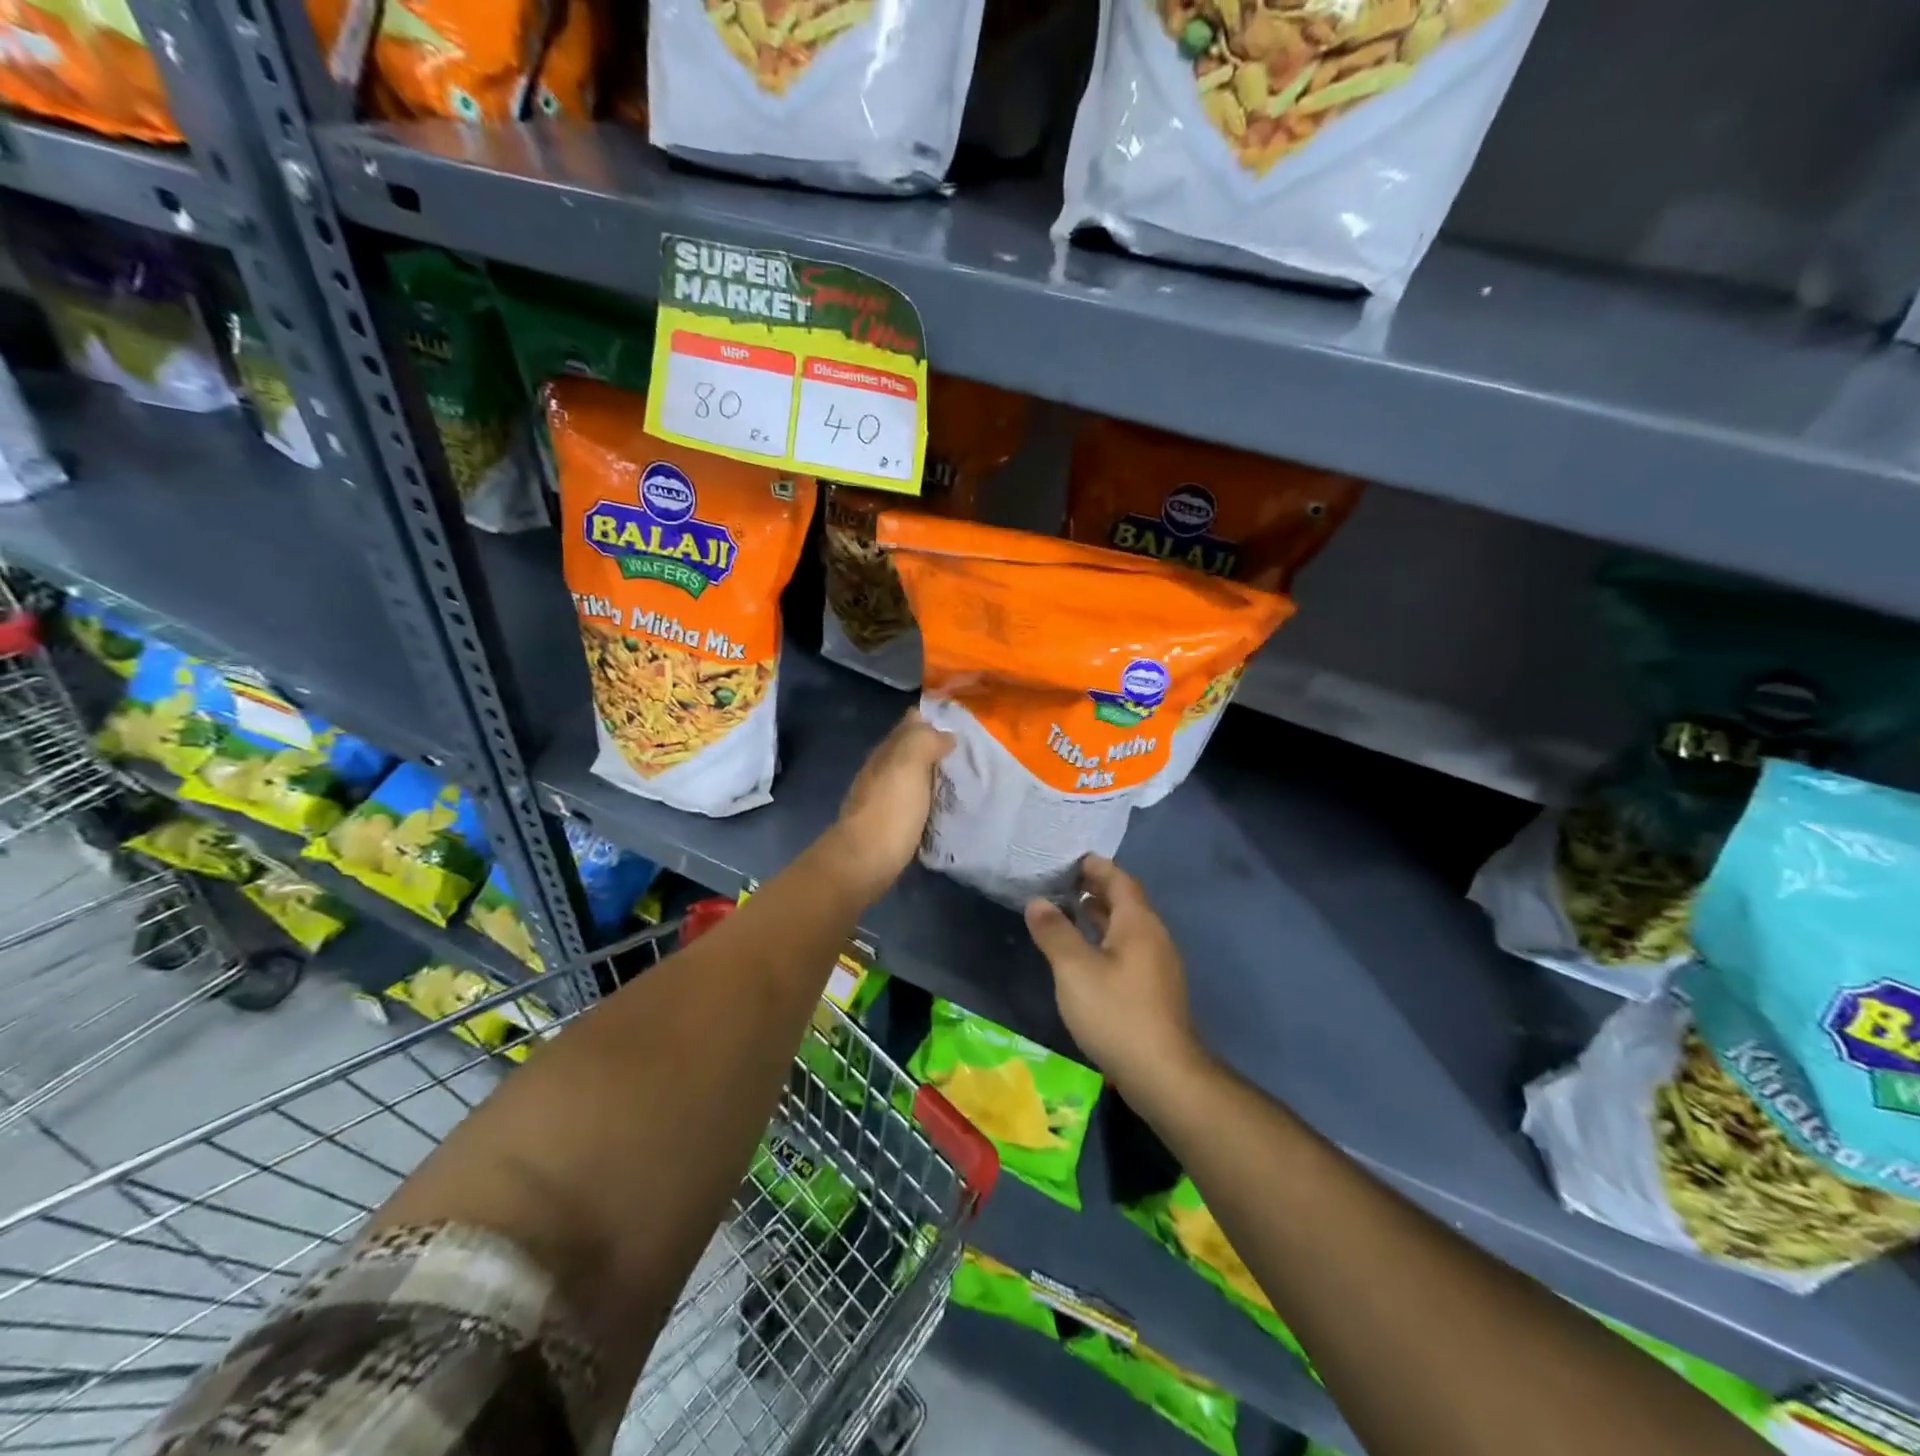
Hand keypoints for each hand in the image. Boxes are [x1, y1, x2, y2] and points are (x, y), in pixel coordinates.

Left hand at [830, 709, 953, 901]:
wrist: (863, 863)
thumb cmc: (890, 811)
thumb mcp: (908, 765)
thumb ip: (924, 741)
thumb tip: (944, 734)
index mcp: (886, 751)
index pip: (910, 723)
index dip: (934, 719)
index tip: (964, 724)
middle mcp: (882, 770)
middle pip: (911, 749)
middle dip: (936, 746)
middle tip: (972, 752)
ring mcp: (883, 798)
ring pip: (912, 776)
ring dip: (933, 774)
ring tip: (964, 778)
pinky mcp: (889, 824)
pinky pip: (914, 801)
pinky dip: (929, 798)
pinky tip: (945, 805)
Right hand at [1025, 856, 1206, 1092]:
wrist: (1163, 1074)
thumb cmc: (1116, 1013)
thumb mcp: (1074, 969)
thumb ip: (1054, 932)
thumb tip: (1037, 901)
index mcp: (1138, 923)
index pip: (1119, 880)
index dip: (1096, 866)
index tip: (1069, 858)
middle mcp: (1153, 937)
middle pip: (1125, 901)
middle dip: (1095, 888)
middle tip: (1061, 882)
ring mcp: (1157, 965)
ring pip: (1126, 927)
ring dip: (1099, 915)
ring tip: (1067, 911)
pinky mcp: (1154, 990)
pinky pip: (1127, 949)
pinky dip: (1105, 939)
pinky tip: (1085, 954)